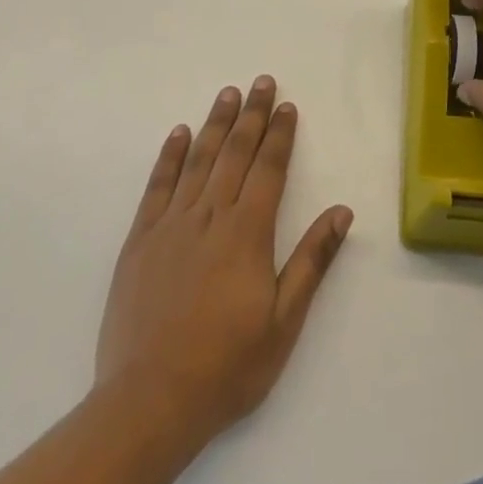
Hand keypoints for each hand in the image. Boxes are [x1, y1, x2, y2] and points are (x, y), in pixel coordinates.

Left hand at [95, 77, 352, 447]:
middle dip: (252, 115)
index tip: (287, 105)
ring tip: (228, 93)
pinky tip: (178, 133)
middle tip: (262, 82)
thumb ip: (311, 260)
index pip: (269, 168)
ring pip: (198, 160)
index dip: (280, 135)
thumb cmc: (226, 365)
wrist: (149, 402)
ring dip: (215, 123)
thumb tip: (342, 211)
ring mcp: (172, 224)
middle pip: (235, 152)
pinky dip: (169, 156)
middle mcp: (210, 215)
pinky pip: (158, 186)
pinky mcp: (140, 240)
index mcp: (247, 232)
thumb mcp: (284, 321)